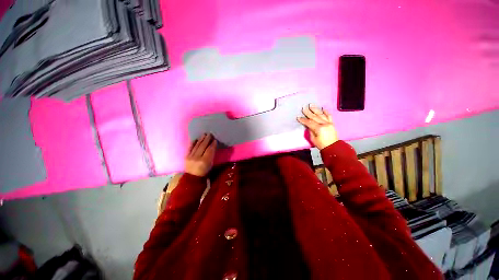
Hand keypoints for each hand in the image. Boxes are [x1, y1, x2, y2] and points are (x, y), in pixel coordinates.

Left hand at [185, 133, 216, 176]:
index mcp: (205, 161)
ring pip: (197, 146)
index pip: (209, 150)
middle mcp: (197, 158)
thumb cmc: (204, 173)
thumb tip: (213, 147)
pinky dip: (193, 143)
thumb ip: (211, 156)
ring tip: (204, 134)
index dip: (213, 144)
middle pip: (203, 146)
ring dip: (201, 139)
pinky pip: (190, 148)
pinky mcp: (186, 156)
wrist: (192, 179)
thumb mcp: (210, 165)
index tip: (215, 139)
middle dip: (207, 139)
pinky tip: (196, 139)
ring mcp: (190, 157)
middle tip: (210, 134)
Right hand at [297, 104, 338, 149]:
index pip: (309, 122)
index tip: (298, 117)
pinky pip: (329, 116)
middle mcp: (324, 124)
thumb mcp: (313, 138)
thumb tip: (308, 125)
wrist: (333, 147)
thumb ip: (310, 130)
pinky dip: (326, 112)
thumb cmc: (321, 144)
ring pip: (321, 114)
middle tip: (304, 108)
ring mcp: (329, 123)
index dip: (303, 120)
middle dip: (308, 112)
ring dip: (315, 109)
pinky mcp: (332, 123)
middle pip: (315, 117)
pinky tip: (322, 108)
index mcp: (319, 128)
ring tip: (311, 105)